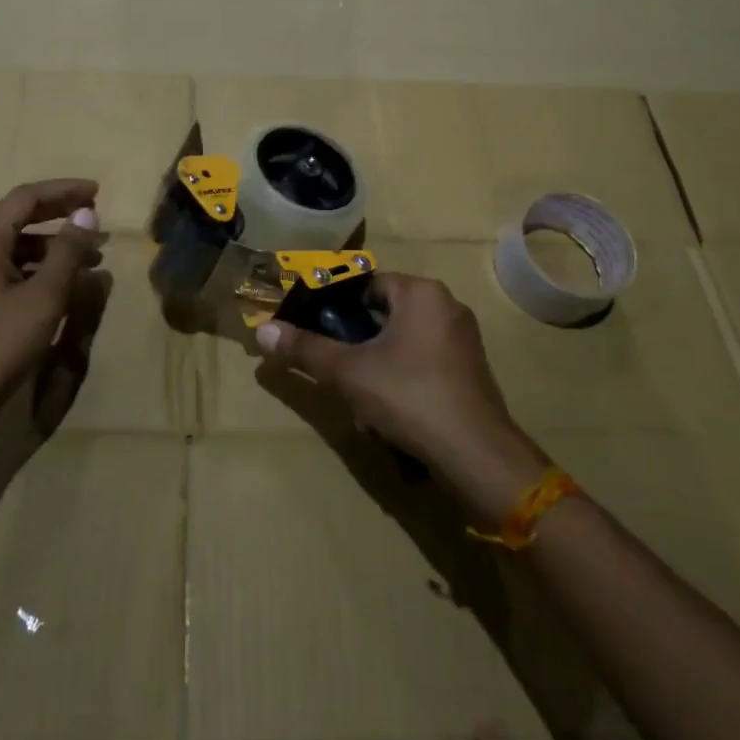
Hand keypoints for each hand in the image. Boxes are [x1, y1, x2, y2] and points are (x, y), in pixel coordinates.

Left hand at [0, 179, 103, 446]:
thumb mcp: (43, 296)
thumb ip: (67, 252)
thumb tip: (87, 215)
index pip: (26, 198)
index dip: (63, 190)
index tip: (97, 192)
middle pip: (22, 218)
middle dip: (61, 214)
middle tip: (96, 218)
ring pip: (22, 247)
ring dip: (58, 246)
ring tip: (93, 259)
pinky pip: (18, 270)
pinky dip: (46, 270)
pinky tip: (70, 287)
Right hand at [253, 272, 549, 520]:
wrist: (477, 455)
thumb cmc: (410, 397)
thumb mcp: (349, 373)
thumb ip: (305, 349)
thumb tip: (262, 331)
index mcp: (421, 292)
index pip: (367, 285)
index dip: (338, 307)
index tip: (319, 332)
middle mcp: (447, 305)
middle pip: (385, 313)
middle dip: (360, 342)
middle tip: (339, 370)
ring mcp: (464, 339)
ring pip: (405, 341)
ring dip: (380, 364)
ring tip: (362, 397)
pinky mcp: (472, 370)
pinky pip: (426, 361)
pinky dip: (406, 377)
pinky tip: (393, 411)